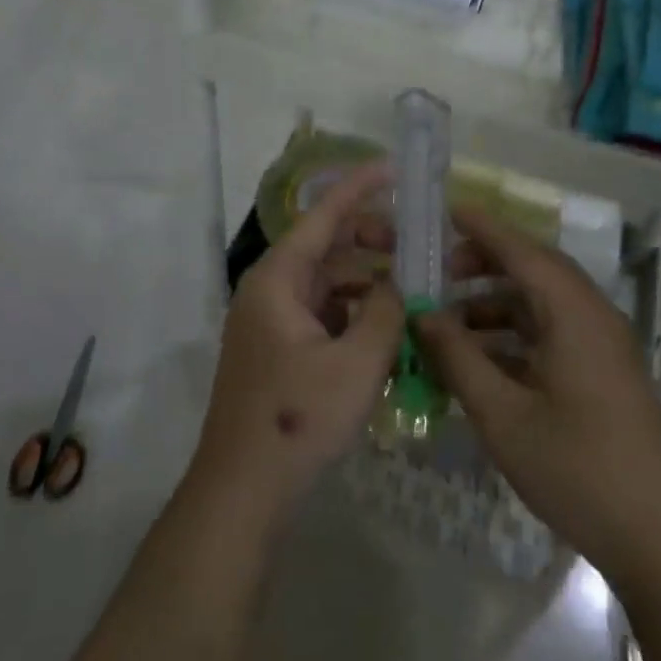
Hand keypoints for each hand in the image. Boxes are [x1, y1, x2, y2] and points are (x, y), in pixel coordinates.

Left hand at [190, 162, 404, 527]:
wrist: (242, 492)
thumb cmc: (296, 420)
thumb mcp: (357, 364)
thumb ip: (387, 313)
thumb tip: (402, 285)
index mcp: (278, 279)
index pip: (323, 215)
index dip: (359, 187)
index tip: (394, 169)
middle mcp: (270, 290)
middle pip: (326, 247)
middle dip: (371, 241)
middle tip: (417, 248)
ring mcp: (272, 322)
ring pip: (327, 283)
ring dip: (367, 281)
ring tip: (413, 290)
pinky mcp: (280, 351)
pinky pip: (323, 314)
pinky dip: (354, 312)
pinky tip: (388, 329)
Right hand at [414, 207, 660, 586]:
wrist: (659, 541)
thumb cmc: (576, 468)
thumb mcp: (502, 414)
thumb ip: (458, 357)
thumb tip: (422, 314)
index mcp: (573, 313)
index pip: (522, 250)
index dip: (482, 227)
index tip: (445, 211)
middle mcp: (592, 316)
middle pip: (535, 269)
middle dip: (486, 262)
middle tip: (440, 271)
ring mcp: (602, 346)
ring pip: (543, 303)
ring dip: (497, 302)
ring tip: (450, 319)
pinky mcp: (604, 373)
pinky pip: (553, 333)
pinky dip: (515, 333)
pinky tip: (481, 358)